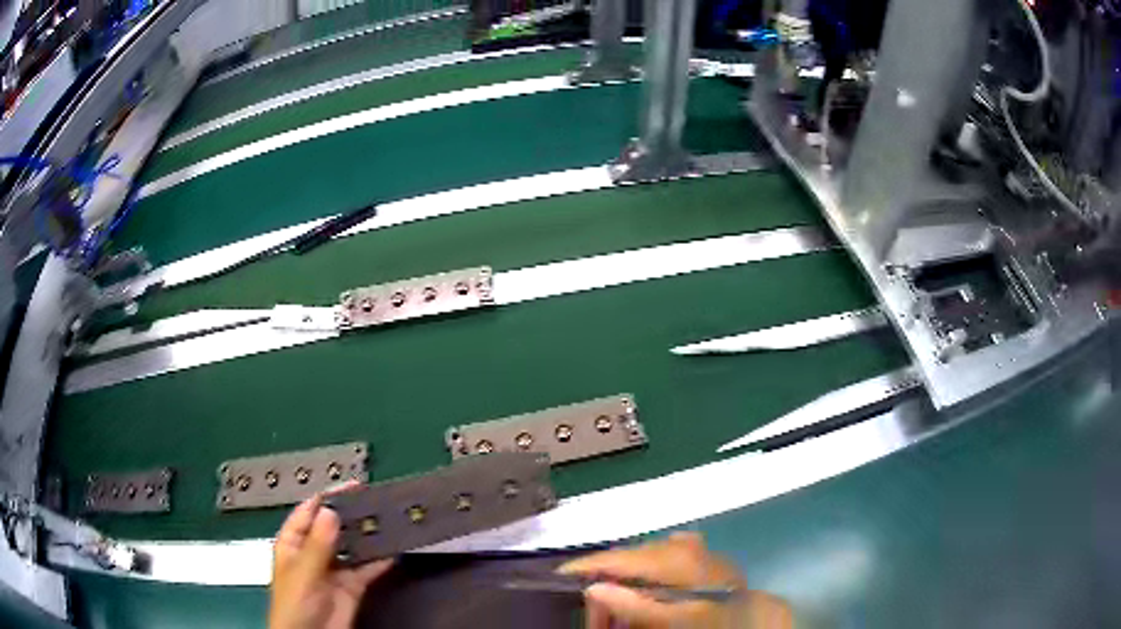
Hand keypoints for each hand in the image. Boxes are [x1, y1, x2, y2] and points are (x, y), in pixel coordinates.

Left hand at [269, 486, 392, 628]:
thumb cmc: (294, 605)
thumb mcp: (303, 572)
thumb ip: (317, 545)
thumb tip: (330, 511)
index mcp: (293, 544)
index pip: (307, 513)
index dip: (325, 498)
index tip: (348, 486)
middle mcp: (313, 553)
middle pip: (332, 527)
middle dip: (350, 514)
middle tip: (373, 500)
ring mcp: (334, 570)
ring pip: (351, 546)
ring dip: (366, 535)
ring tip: (386, 519)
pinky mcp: (351, 586)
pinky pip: (367, 568)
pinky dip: (379, 559)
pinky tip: (392, 549)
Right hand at [558, 532, 792, 628]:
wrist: (756, 615)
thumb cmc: (713, 618)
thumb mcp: (673, 618)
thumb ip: (634, 604)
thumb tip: (593, 588)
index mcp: (672, 556)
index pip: (616, 558)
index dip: (584, 568)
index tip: (558, 579)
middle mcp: (679, 544)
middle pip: (625, 561)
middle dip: (605, 587)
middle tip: (596, 620)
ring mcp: (690, 546)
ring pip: (640, 561)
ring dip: (624, 585)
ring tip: (618, 612)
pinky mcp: (698, 553)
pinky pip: (660, 559)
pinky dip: (646, 576)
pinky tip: (647, 591)